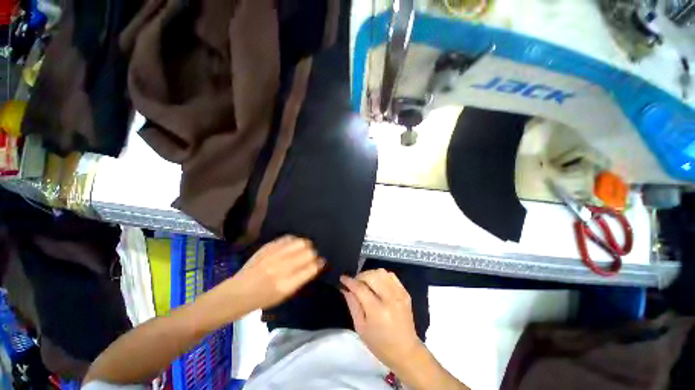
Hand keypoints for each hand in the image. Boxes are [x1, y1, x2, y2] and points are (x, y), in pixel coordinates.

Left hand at [224, 235, 324, 312]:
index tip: (322, 261)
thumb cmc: (264, 298)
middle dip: (314, 253)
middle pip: (309, 252)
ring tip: (304, 248)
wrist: (239, 291)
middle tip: (312, 255)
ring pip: (300, 242)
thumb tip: (317, 264)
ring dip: (306, 245)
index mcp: (287, 284)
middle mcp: (282, 267)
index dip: (320, 263)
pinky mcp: (268, 246)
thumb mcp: (285, 294)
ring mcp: (274, 255)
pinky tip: (293, 245)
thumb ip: (302, 278)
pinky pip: (288, 238)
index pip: (312, 267)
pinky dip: (294, 240)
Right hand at [340, 269, 422, 369]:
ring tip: (365, 282)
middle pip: (371, 276)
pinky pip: (391, 275)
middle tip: (354, 283)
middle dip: (360, 276)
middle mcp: (390, 298)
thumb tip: (345, 289)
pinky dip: (381, 275)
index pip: (360, 288)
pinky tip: (377, 283)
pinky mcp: (405, 292)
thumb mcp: (361, 328)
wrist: (406, 351)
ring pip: (381, 272)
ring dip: (370, 274)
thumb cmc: (380, 344)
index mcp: (377, 311)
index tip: (342, 277)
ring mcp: (399, 294)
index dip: (350, 281)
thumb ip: (353, 305)